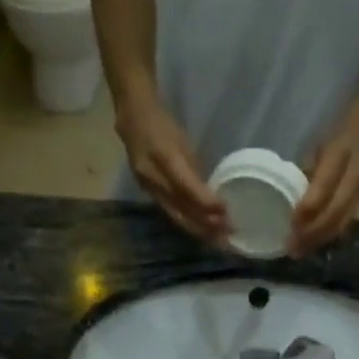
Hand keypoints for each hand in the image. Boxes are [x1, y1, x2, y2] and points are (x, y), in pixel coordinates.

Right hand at [115, 93, 228, 243]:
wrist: (131, 119)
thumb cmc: (163, 125)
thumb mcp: (183, 142)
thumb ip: (194, 170)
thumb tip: (211, 196)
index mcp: (163, 157)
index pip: (186, 186)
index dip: (206, 201)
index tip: (225, 211)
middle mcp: (152, 177)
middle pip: (180, 208)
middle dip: (205, 224)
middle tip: (227, 235)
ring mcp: (147, 187)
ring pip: (175, 215)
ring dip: (198, 229)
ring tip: (218, 239)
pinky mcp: (147, 193)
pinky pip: (169, 212)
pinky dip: (187, 222)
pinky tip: (200, 229)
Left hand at [290, 109, 358, 256]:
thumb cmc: (342, 126)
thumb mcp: (322, 140)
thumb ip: (309, 168)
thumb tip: (291, 196)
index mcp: (341, 152)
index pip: (324, 187)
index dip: (308, 208)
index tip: (290, 225)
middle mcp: (356, 171)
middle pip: (335, 211)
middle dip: (313, 233)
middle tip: (293, 249)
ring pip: (345, 219)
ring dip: (322, 238)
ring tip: (303, 250)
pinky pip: (350, 218)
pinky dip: (333, 233)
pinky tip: (319, 242)